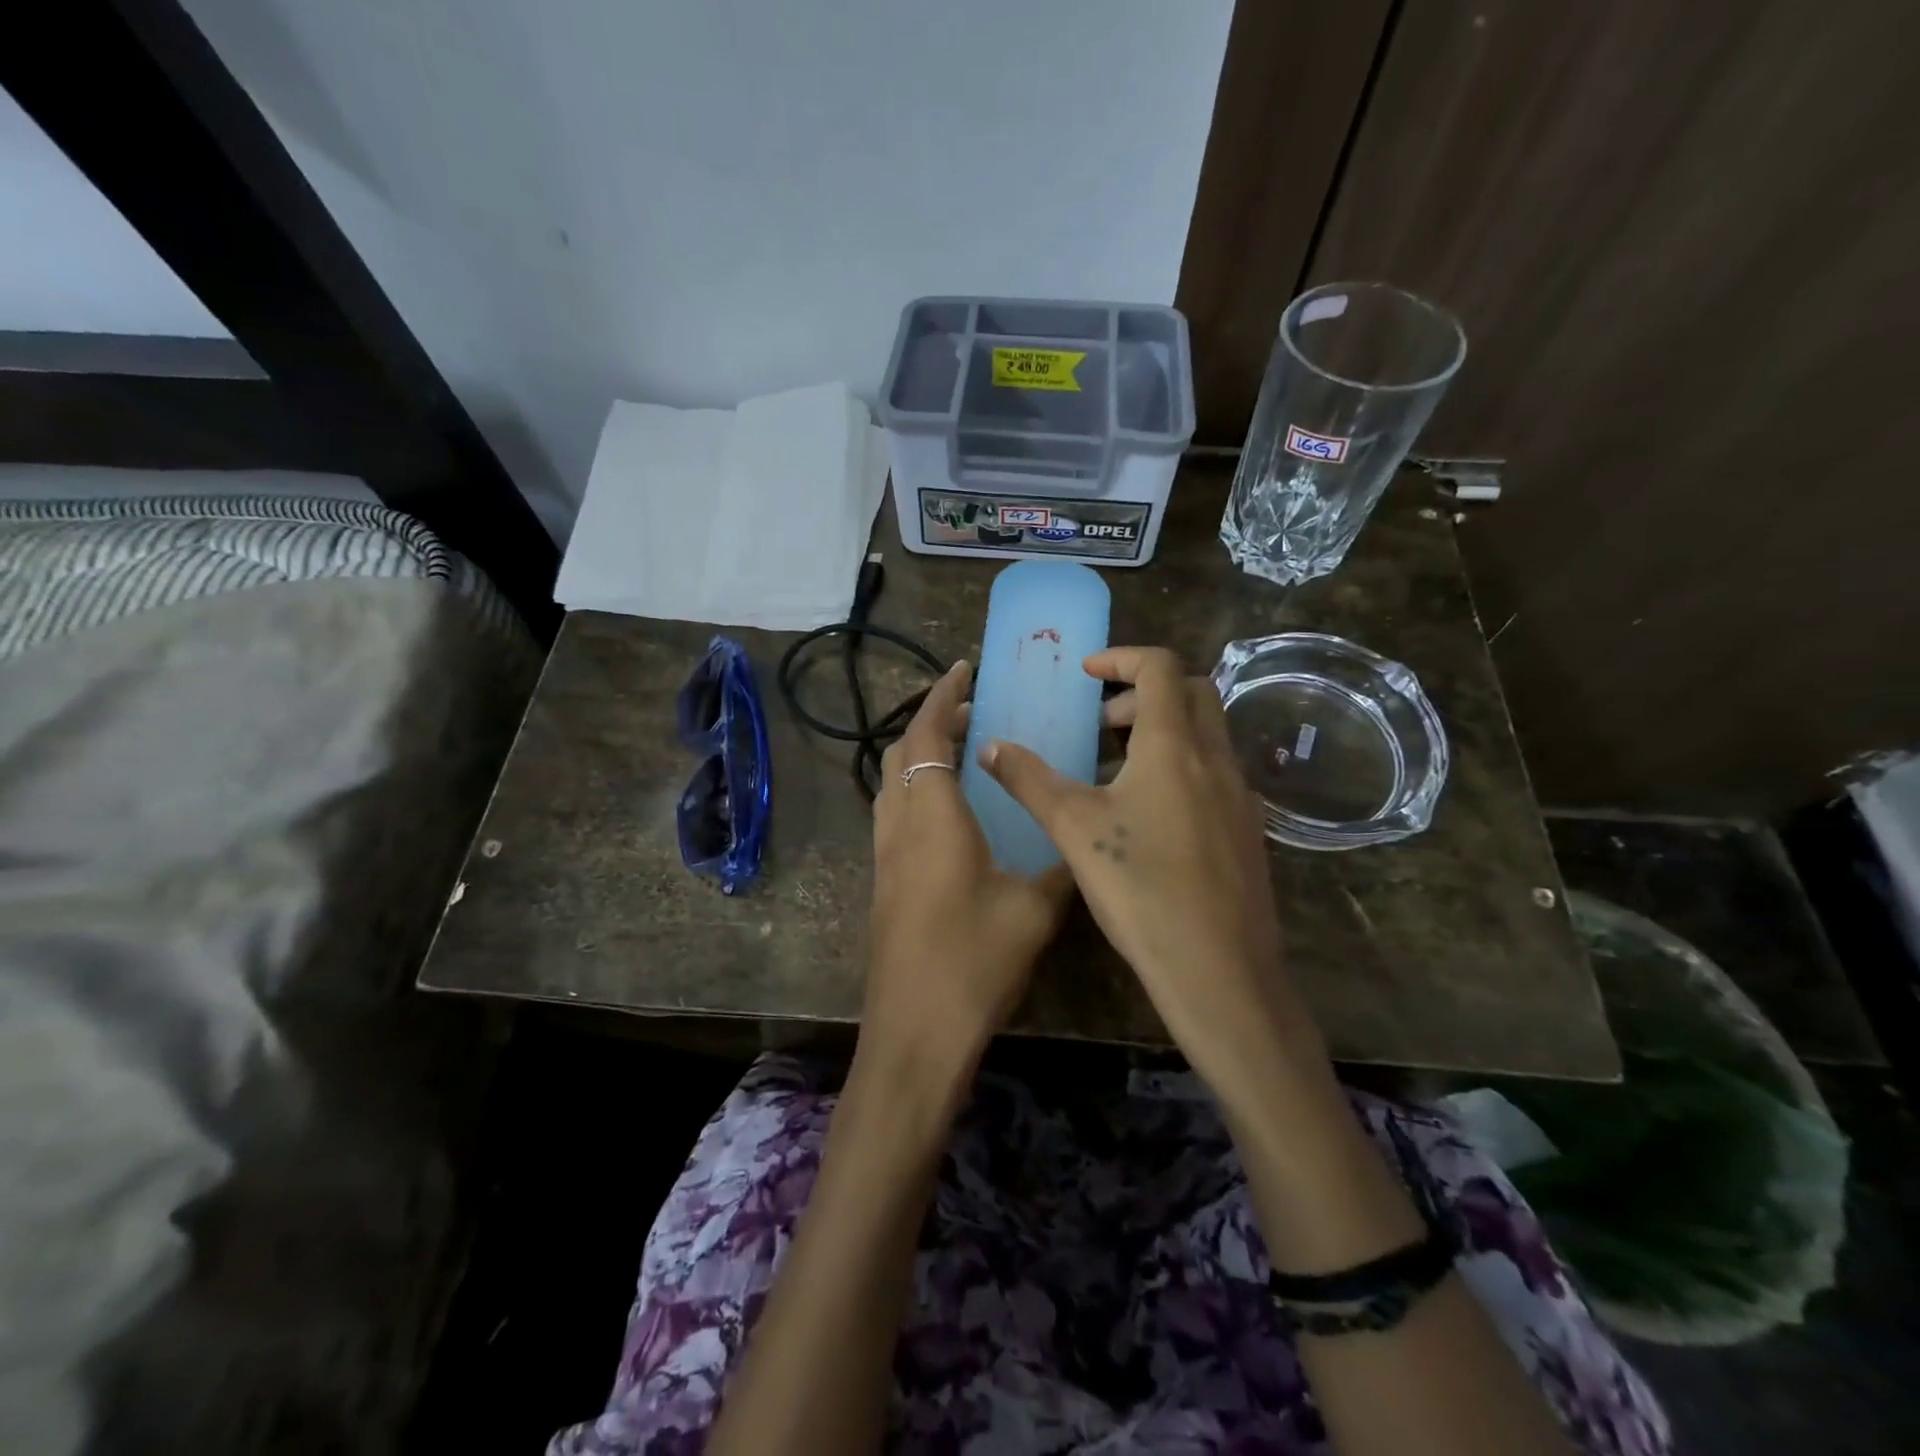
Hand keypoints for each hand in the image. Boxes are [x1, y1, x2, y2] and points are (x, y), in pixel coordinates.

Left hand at [864, 661, 1072, 1074]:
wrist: (914, 1032)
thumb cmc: (973, 962)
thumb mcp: (1034, 909)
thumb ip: (1061, 866)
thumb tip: (1084, 842)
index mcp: (934, 817)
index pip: (928, 735)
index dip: (942, 695)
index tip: (963, 667)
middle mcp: (900, 825)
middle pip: (902, 752)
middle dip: (932, 721)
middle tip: (974, 711)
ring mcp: (885, 856)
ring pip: (893, 783)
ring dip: (921, 755)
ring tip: (965, 753)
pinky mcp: (884, 883)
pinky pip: (895, 813)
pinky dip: (917, 790)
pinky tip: (952, 813)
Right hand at [981, 647, 1321, 1082]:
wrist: (1218, 969)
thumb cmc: (1140, 888)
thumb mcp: (1073, 828)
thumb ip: (1029, 780)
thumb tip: (989, 746)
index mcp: (1174, 746)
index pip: (1159, 667)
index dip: (1120, 657)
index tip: (1085, 673)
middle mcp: (1215, 759)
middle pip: (1191, 692)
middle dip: (1143, 692)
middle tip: (1101, 723)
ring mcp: (1239, 795)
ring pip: (1205, 734)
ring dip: (1162, 731)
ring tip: (1115, 770)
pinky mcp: (1247, 830)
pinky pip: (1213, 772)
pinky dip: (1180, 766)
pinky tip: (1148, 815)